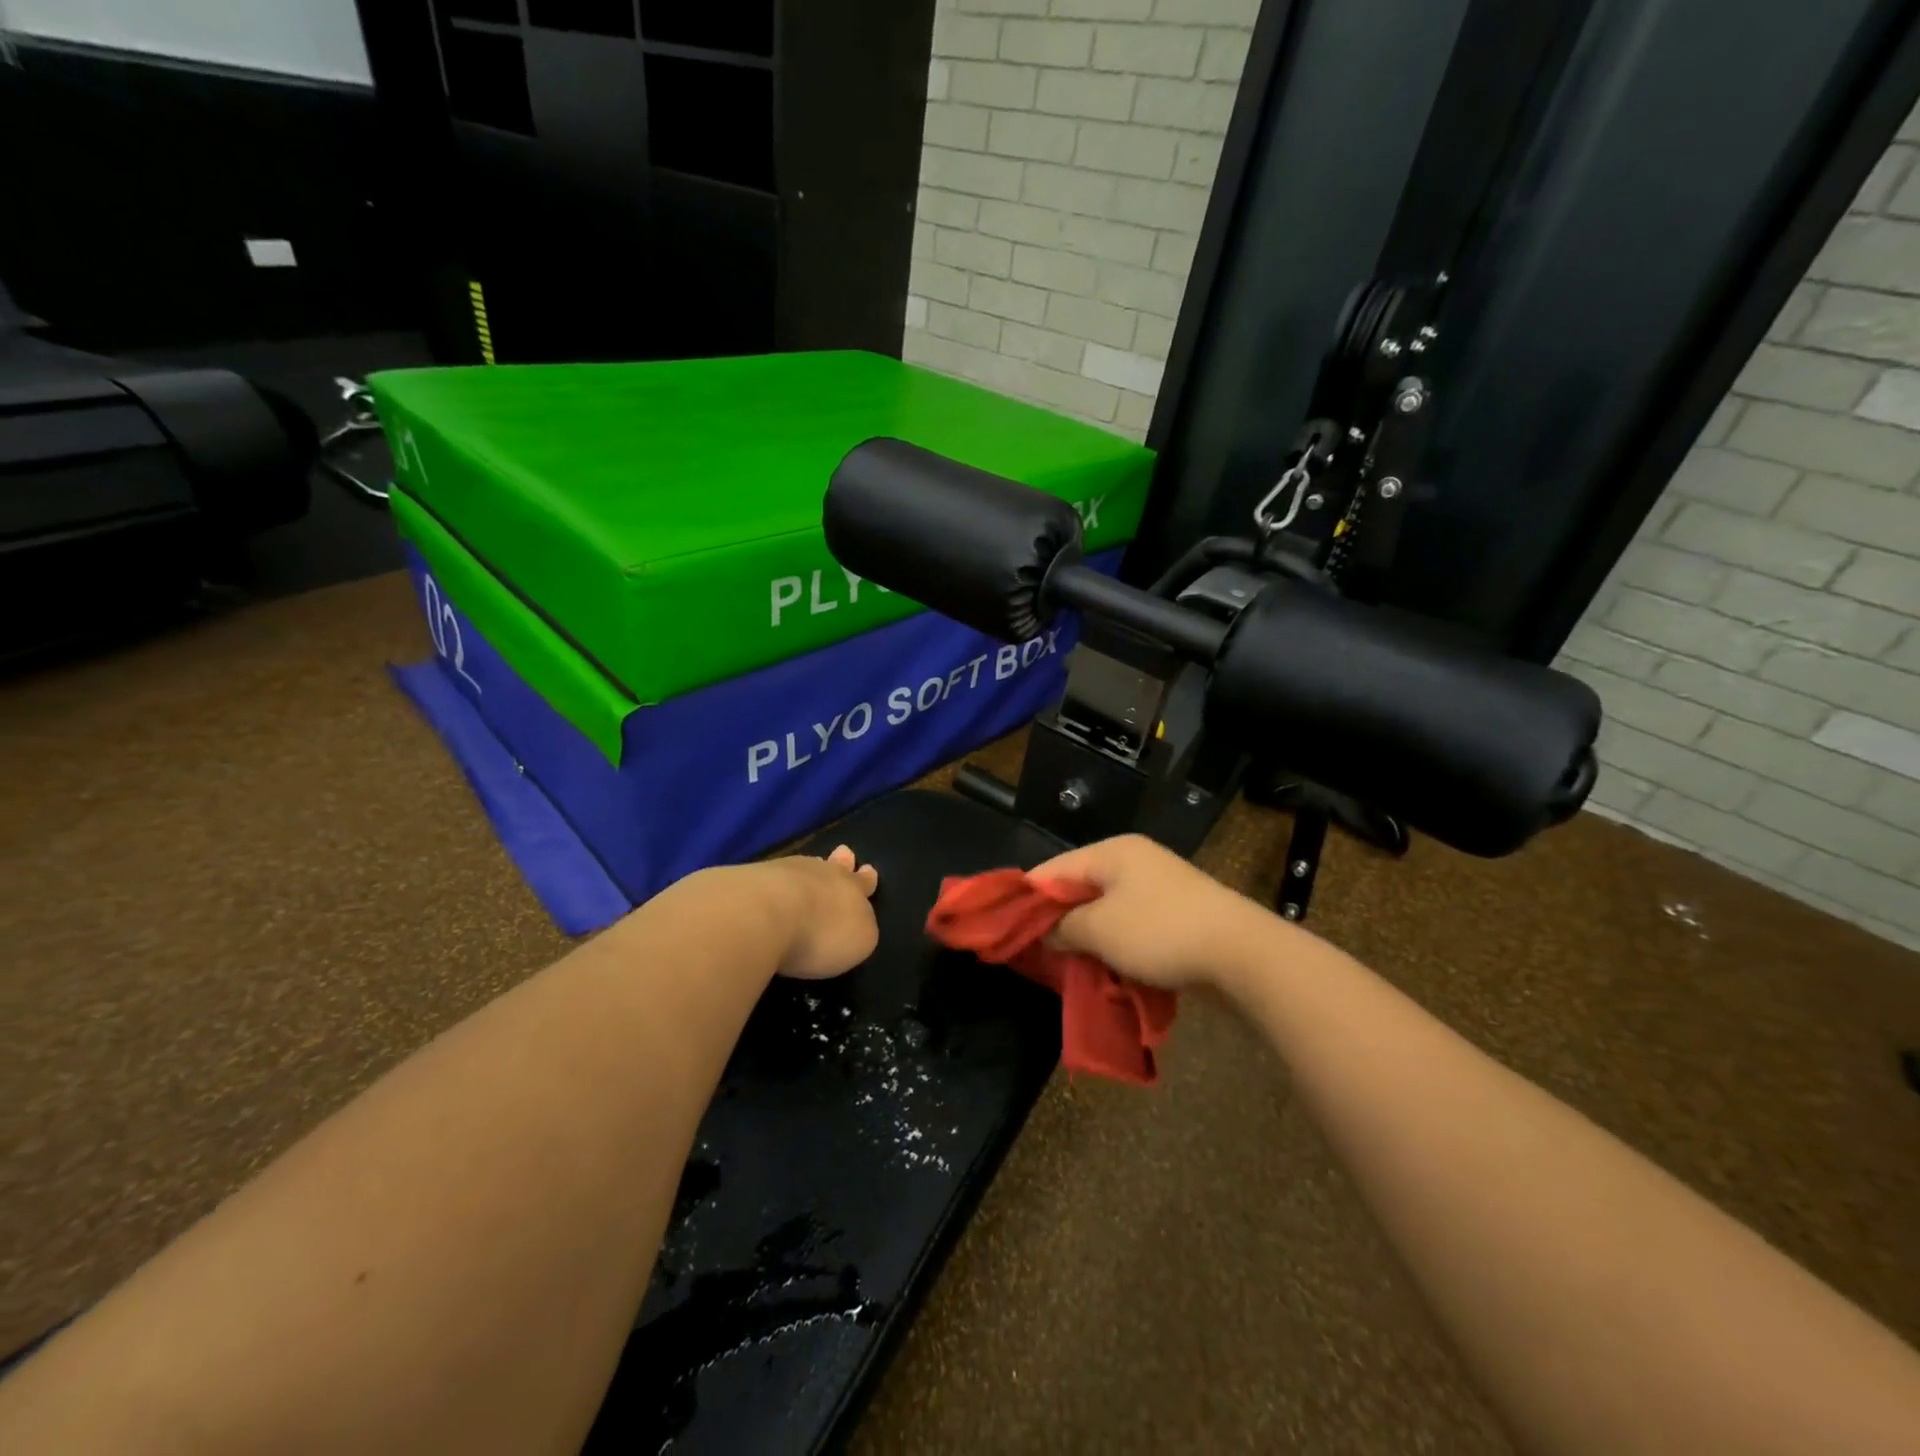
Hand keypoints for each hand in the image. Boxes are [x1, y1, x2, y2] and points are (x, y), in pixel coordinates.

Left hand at [763, 845, 880, 979]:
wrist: (763, 914)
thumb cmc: (820, 933)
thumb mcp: (859, 942)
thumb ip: (859, 930)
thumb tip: (853, 924)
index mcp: (852, 889)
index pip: (863, 882)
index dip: (867, 880)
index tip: (869, 871)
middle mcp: (822, 874)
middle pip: (835, 866)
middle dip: (842, 862)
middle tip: (844, 853)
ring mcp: (785, 872)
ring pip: (804, 867)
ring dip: (809, 871)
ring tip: (810, 868)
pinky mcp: (752, 879)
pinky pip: (773, 876)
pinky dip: (777, 882)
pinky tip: (773, 887)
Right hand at [1028, 834, 1278, 992]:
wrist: (1242, 953)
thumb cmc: (1160, 931)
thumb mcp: (1099, 930)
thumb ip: (1061, 928)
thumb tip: (1044, 933)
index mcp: (1112, 852)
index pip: (1053, 869)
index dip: (1027, 899)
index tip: (1005, 930)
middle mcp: (1134, 861)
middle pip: (1079, 888)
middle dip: (1057, 922)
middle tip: (1035, 954)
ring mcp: (1158, 887)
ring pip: (1105, 911)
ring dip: (1087, 938)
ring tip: (1066, 967)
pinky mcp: (1176, 914)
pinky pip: (1130, 926)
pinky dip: (1115, 945)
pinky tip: (1104, 969)